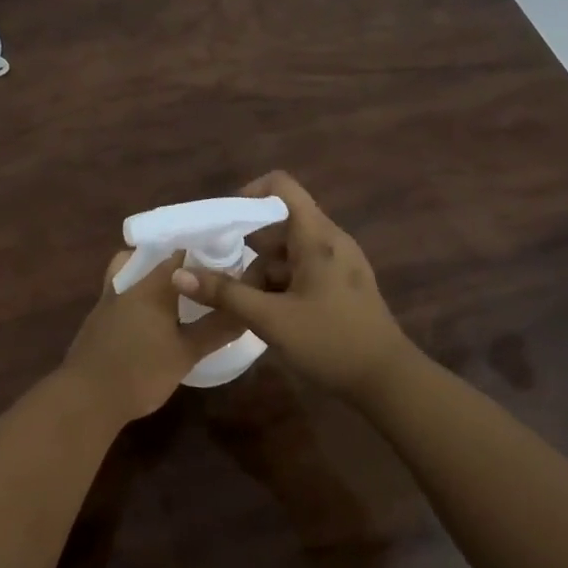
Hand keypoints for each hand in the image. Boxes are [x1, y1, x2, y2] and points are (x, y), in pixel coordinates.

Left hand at [62, 251, 246, 424]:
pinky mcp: (97, 320)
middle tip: (202, 277)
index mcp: (152, 285)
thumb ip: (216, 329)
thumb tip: (245, 310)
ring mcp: (107, 300)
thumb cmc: (141, 372)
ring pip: (131, 274)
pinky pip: (121, 295)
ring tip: (176, 295)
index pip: (179, 254)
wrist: (86, 398)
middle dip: (177, 265)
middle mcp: (127, 284)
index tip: (223, 260)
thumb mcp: (186, 353)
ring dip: (151, 278)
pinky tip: (150, 319)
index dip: (201, 253)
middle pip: (152, 260)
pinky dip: (137, 298)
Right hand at [169, 171, 410, 401]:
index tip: (224, 223)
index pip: (281, 186)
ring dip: (263, 269)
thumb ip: (224, 294)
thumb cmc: (331, 341)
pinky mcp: (342, 284)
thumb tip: (178, 274)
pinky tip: (269, 314)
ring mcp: (340, 263)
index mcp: (317, 237)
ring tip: (245, 304)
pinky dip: (281, 282)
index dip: (249, 194)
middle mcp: (330, 240)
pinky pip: (303, 268)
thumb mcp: (271, 319)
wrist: (389, 381)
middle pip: (280, 223)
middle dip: (249, 245)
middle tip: (224, 274)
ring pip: (290, 250)